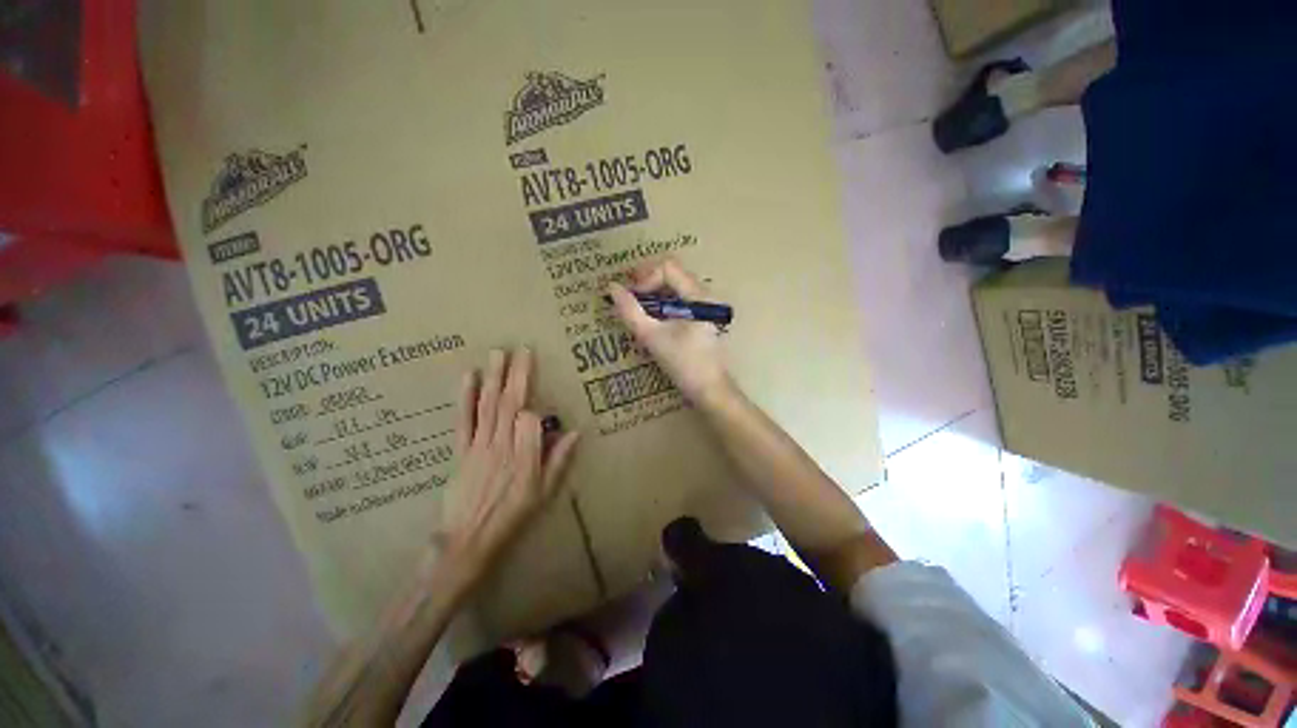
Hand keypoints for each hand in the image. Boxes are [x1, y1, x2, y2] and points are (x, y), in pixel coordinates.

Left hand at [440, 348, 579, 573]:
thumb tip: (575, 432)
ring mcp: (479, 445)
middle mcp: (502, 446)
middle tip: (522, 349)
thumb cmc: (512, 516)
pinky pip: (463, 420)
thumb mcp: (544, 493)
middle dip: (517, 375)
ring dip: (494, 378)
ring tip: (498, 353)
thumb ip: (558, 461)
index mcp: (524, 457)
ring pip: (488, 406)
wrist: (467, 540)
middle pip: (510, 404)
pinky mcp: (461, 449)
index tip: (540, 405)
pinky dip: (465, 397)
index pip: (530, 420)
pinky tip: (468, 377)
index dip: (535, 409)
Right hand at [608, 258, 730, 401]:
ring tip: (636, 307)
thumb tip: (612, 288)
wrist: (710, 390)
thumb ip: (630, 311)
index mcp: (698, 295)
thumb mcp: (652, 337)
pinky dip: (661, 303)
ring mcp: (705, 306)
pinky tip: (650, 317)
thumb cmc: (684, 364)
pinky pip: (679, 300)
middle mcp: (704, 295)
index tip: (630, 295)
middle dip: (646, 282)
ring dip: (652, 293)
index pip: (667, 267)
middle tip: (628, 297)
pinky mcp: (702, 317)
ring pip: (674, 287)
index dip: (644, 277)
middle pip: (672, 273)